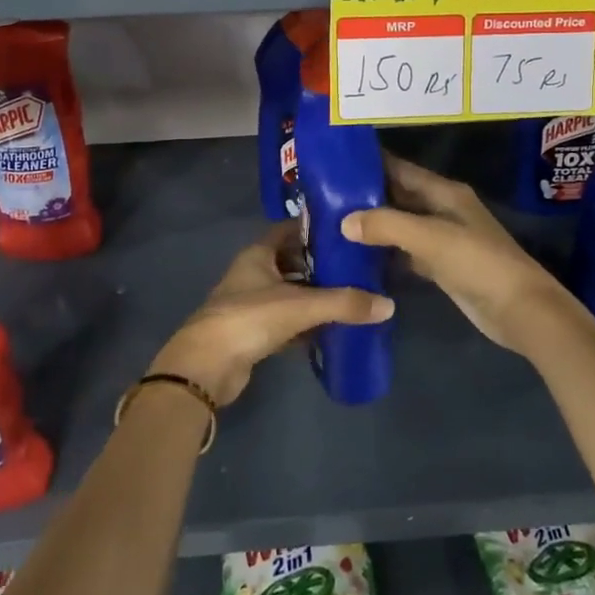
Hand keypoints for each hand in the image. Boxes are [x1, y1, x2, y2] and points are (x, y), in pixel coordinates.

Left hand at [148, 222, 393, 406]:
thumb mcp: (301, 305)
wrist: (207, 366)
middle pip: (292, 261)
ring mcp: (251, 303)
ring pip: (290, 292)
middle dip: (321, 263)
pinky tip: (331, 329)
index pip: (290, 230)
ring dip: (315, 295)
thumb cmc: (250, 319)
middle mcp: (253, 273)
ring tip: (351, 295)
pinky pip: (286, 321)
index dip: (315, 228)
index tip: (346, 229)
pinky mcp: (253, 333)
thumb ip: (344, 303)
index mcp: (258, 254)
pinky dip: (306, 323)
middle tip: (356, 265)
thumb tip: (387, 305)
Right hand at [340, 155, 592, 355]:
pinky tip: (358, 257)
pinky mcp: (441, 266)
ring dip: (373, 225)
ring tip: (331, 223)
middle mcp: (443, 210)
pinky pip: (406, 252)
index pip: (402, 169)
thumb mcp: (431, 238)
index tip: (336, 163)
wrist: (519, 310)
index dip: (372, 164)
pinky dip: (385, 252)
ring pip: (401, 225)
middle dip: (366, 195)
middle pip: (399, 196)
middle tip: (324, 196)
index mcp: (445, 192)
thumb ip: (387, 225)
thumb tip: (344, 221)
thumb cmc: (478, 263)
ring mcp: (443, 239)